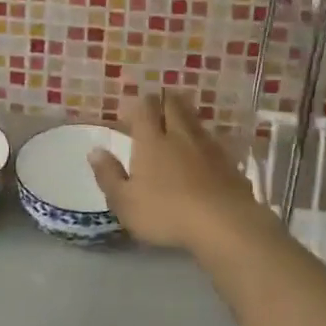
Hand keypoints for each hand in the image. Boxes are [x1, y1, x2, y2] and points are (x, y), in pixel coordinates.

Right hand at [87, 89, 278, 256]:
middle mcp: (181, 134)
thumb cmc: (166, 213)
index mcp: (152, 140)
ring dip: (185, 118)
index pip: (144, 107)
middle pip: (173, 105)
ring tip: (178, 129)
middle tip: (155, 111)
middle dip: (163, 102)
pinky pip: (213, 142)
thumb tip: (95, 150)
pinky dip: (204, 142)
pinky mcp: (230, 162)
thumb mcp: (125, 202)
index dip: (137, 105)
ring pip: (195, 120)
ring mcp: (208, 146)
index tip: (129, 113)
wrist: (224, 223)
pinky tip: (202, 156)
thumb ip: (109, 175)